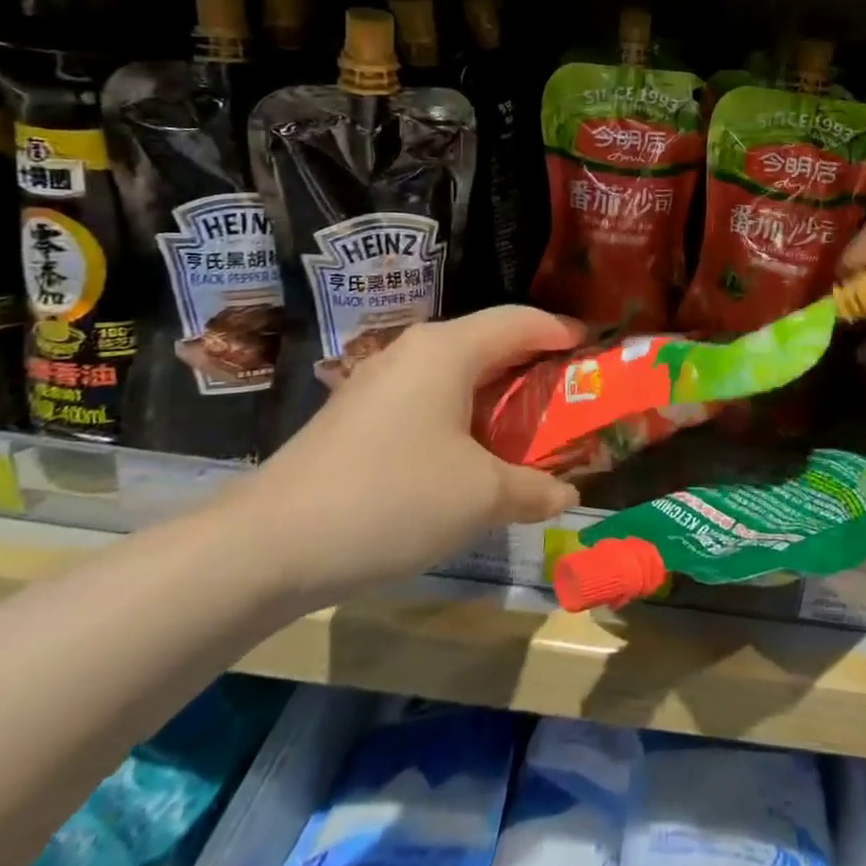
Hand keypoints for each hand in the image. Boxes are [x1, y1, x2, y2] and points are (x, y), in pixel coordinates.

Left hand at [224, 307, 585, 610]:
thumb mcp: (481, 498)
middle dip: (536, 368)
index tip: (597, 349)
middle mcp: (414, 351)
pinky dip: (465, 416)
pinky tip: (472, 456)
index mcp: (448, 350)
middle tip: (573, 397)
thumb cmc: (392, 499)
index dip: (564, 331)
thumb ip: (535, 490)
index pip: (521, 321)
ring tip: (530, 430)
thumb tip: (567, 495)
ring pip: (458, 374)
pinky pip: (429, 399)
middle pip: (490, 344)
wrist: (269, 544)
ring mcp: (380, 382)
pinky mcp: (359, 415)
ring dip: (499, 398)